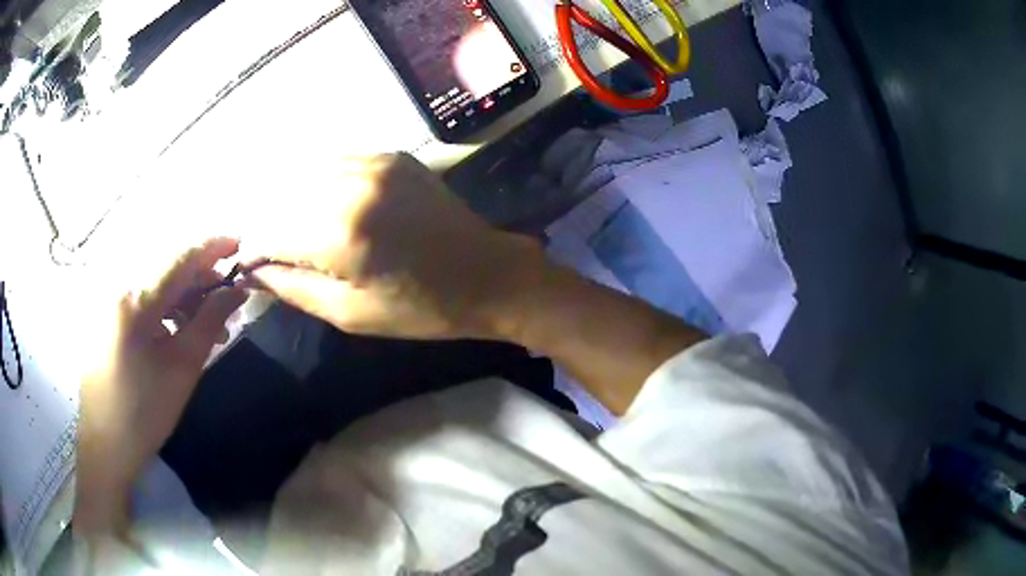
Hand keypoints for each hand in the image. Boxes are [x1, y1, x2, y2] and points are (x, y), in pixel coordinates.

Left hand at [75, 238, 247, 535]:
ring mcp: (109, 301)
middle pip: (166, 265)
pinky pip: (141, 298)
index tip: (239, 244)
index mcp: (136, 298)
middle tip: (227, 296)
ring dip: (184, 294)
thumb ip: (209, 321)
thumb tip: (236, 290)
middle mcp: (119, 287)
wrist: (105, 443)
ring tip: (209, 323)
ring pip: (154, 282)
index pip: (180, 256)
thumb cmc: (145, 411)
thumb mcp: (182, 367)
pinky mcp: (106, 317)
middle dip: (200, 274)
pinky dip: (165, 307)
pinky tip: (179, 331)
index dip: (212, 246)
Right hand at [246, 153, 542, 339]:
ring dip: (289, 200)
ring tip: (294, 230)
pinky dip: (318, 182)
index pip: (268, 233)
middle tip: (269, 250)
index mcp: (340, 233)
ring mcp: (374, 161)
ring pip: (304, 173)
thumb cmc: (420, 308)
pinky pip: (335, 161)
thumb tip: (249, 271)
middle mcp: (351, 184)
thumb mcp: (349, 313)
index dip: (252, 251)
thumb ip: (291, 286)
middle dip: (267, 224)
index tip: (248, 265)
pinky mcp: (391, 154)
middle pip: (280, 196)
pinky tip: (323, 205)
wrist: (487, 274)